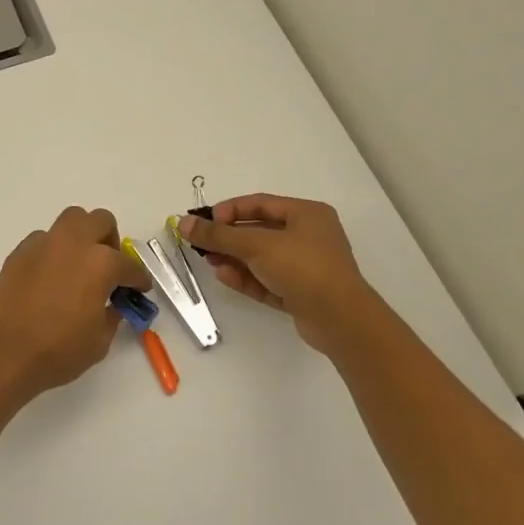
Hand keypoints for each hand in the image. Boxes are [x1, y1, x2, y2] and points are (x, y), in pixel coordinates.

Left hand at [0, 206, 152, 397]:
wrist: (5, 351)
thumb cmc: (58, 349)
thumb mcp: (99, 341)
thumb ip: (112, 315)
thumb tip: (112, 305)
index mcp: (101, 263)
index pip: (130, 265)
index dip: (139, 279)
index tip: (139, 288)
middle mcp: (74, 243)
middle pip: (101, 220)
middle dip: (110, 240)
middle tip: (108, 266)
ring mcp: (44, 243)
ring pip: (70, 221)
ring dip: (81, 237)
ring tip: (78, 265)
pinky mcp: (20, 251)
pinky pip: (44, 240)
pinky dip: (53, 251)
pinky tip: (50, 276)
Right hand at [179, 194, 379, 353]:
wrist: (340, 320)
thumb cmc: (302, 267)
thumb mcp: (256, 245)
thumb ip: (218, 234)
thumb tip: (184, 222)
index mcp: (307, 214)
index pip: (260, 204)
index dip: (230, 210)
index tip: (205, 221)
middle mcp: (309, 236)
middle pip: (259, 232)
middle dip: (229, 238)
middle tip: (202, 244)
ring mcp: (306, 267)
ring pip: (262, 258)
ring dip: (235, 259)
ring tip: (210, 263)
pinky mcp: (302, 294)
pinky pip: (268, 280)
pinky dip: (247, 278)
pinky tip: (225, 278)